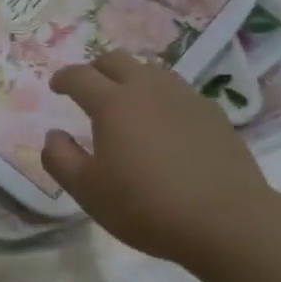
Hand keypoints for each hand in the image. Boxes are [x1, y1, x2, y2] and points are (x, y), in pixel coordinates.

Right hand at [42, 51, 275, 274]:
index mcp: (111, 102)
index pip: (79, 76)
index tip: (56, 87)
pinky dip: (162, 96)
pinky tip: (165, 121)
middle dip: (96, 69)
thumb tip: (53, 135)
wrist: (228, 222)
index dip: (63, 78)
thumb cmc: (147, 206)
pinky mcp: (212, 112)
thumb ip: (61, 159)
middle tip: (90, 88)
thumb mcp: (89, 191)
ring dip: (131, 77)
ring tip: (128, 100)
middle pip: (115, 59)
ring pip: (150, 70)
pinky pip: (178, 91)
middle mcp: (146, 88)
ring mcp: (183, 97)